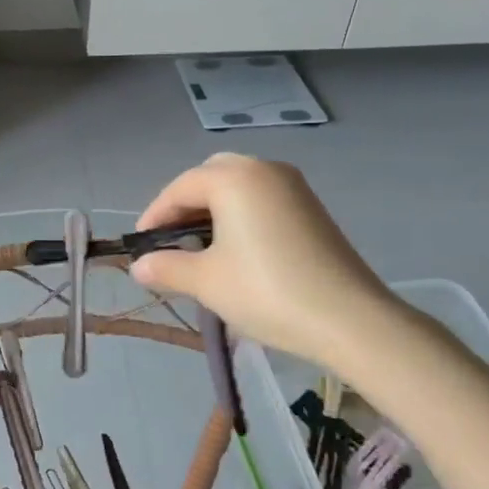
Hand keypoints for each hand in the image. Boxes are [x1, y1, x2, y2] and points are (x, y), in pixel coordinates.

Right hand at [129, 154, 394, 370]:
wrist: (348, 319)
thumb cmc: (266, 292)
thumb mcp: (206, 281)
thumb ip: (166, 268)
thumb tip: (139, 266)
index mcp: (234, 178)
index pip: (180, 187)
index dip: (154, 215)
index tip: (140, 247)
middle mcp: (264, 170)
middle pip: (211, 176)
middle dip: (185, 205)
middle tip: (171, 241)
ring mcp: (294, 187)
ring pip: (239, 187)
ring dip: (213, 210)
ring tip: (199, 249)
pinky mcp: (312, 209)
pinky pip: (262, 200)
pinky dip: (240, 216)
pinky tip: (236, 251)